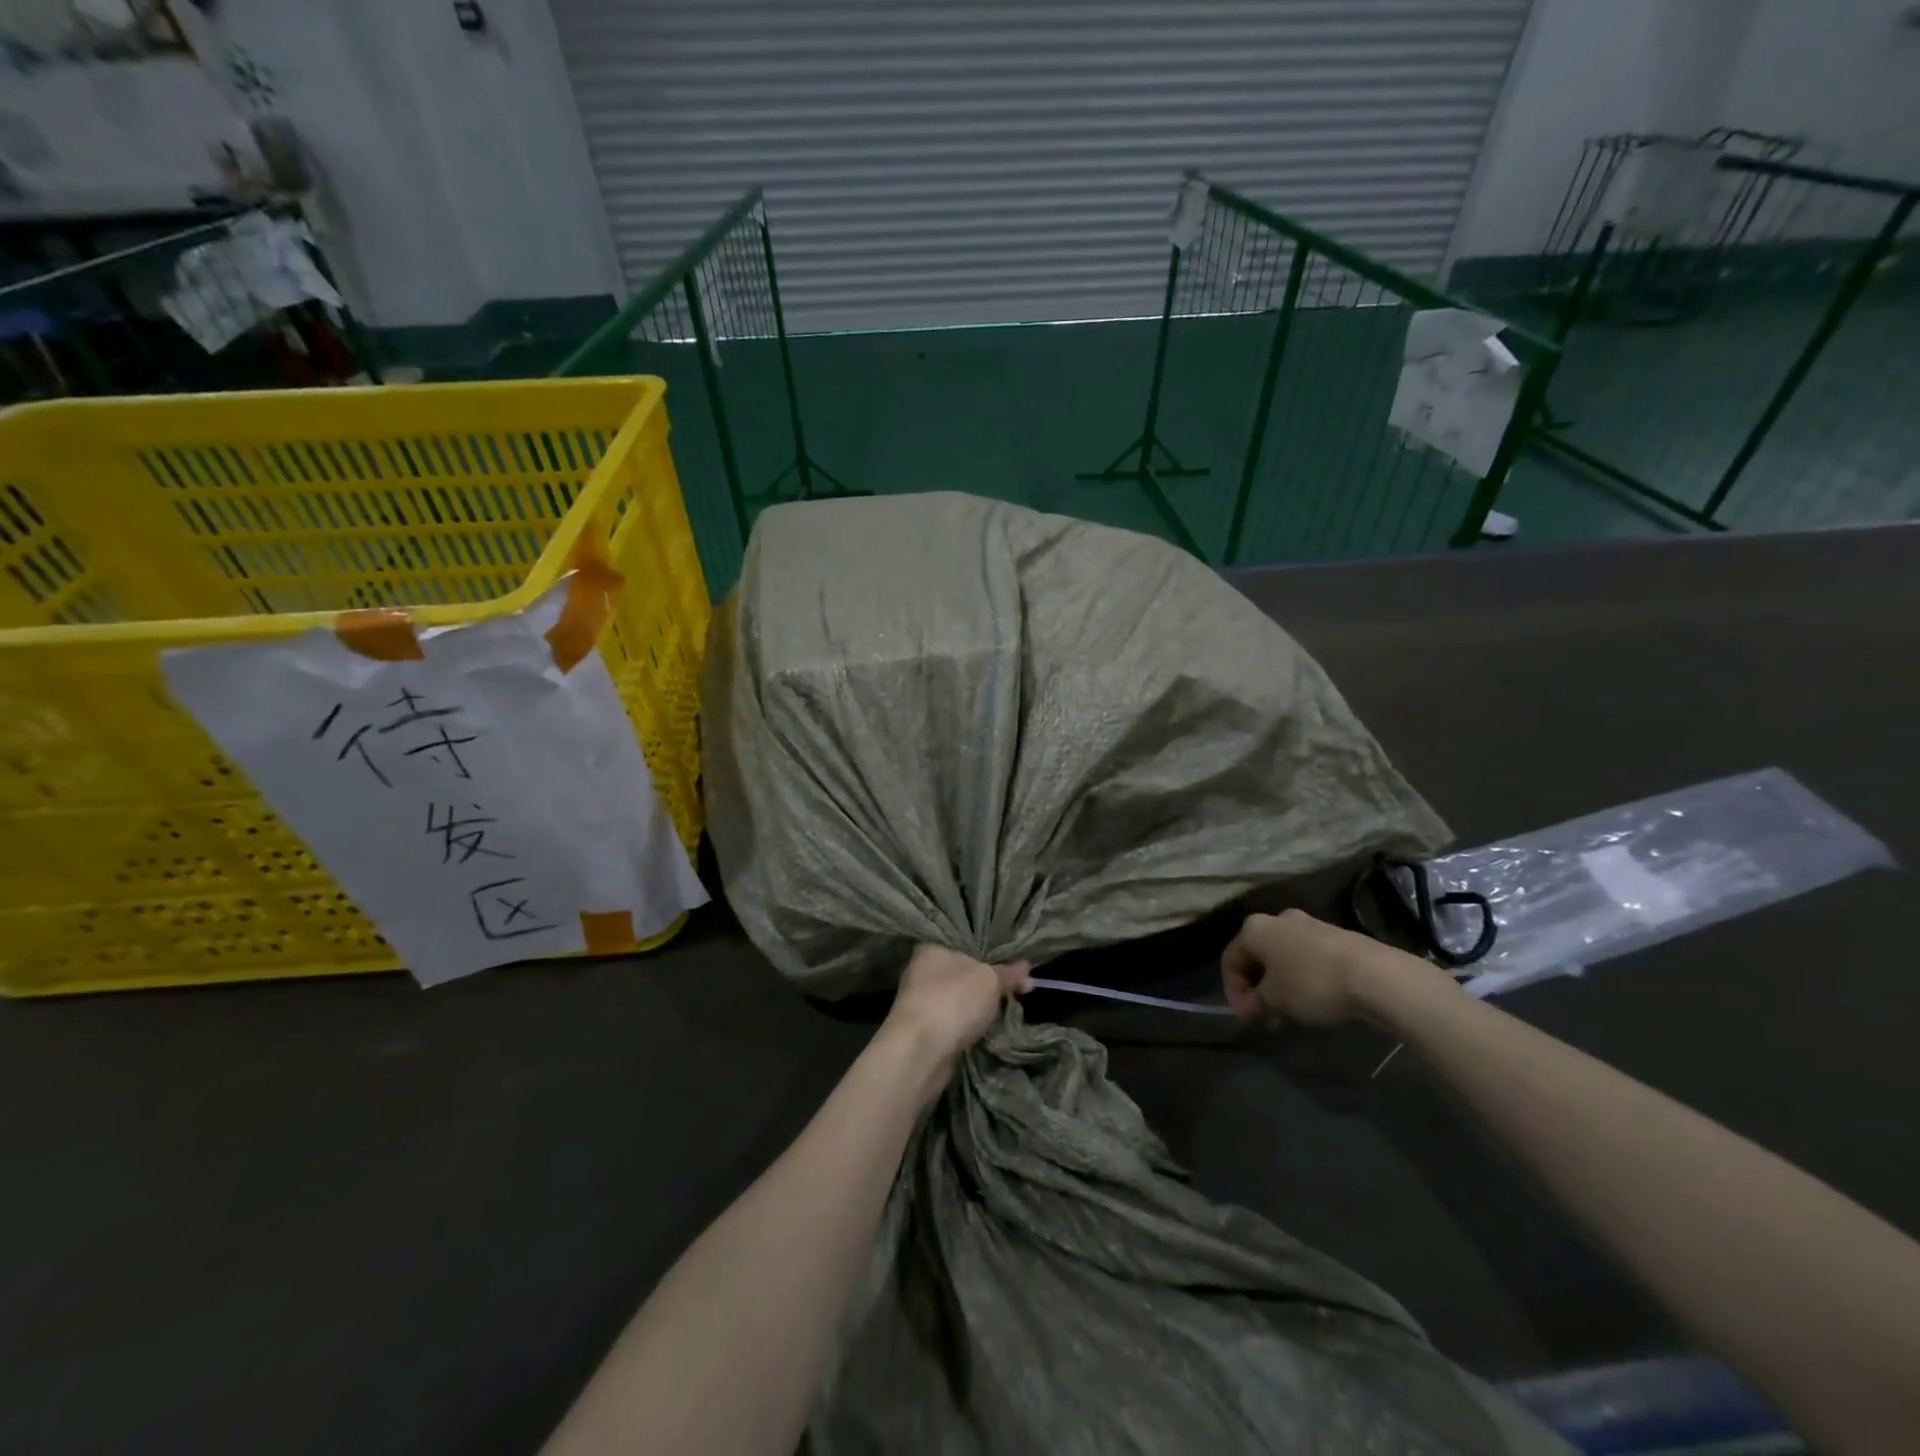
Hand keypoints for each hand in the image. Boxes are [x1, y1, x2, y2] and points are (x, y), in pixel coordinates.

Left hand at [883, 945, 1031, 1075]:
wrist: (921, 1052)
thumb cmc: (954, 1000)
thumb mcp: (990, 979)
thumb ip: (1009, 973)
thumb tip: (1027, 966)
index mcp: (932, 948)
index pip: (965, 942)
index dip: (992, 951)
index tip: (1015, 963)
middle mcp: (922, 971)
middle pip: (964, 972)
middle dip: (990, 982)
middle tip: (1019, 988)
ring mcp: (921, 1002)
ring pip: (960, 999)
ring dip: (980, 1007)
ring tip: (1010, 1009)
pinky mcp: (925, 1030)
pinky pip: (955, 1021)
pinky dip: (970, 1026)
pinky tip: (990, 1029)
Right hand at [1221, 909, 1378, 1027]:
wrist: (1373, 974)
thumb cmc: (1311, 983)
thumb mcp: (1275, 1000)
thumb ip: (1254, 1004)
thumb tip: (1248, 1010)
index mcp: (1254, 929)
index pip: (1230, 960)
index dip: (1234, 991)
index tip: (1247, 1017)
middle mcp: (1277, 919)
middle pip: (1257, 956)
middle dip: (1258, 988)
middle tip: (1266, 1016)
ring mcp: (1308, 924)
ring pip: (1282, 956)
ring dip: (1280, 984)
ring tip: (1291, 1012)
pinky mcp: (1334, 935)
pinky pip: (1306, 956)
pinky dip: (1302, 977)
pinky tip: (1315, 999)